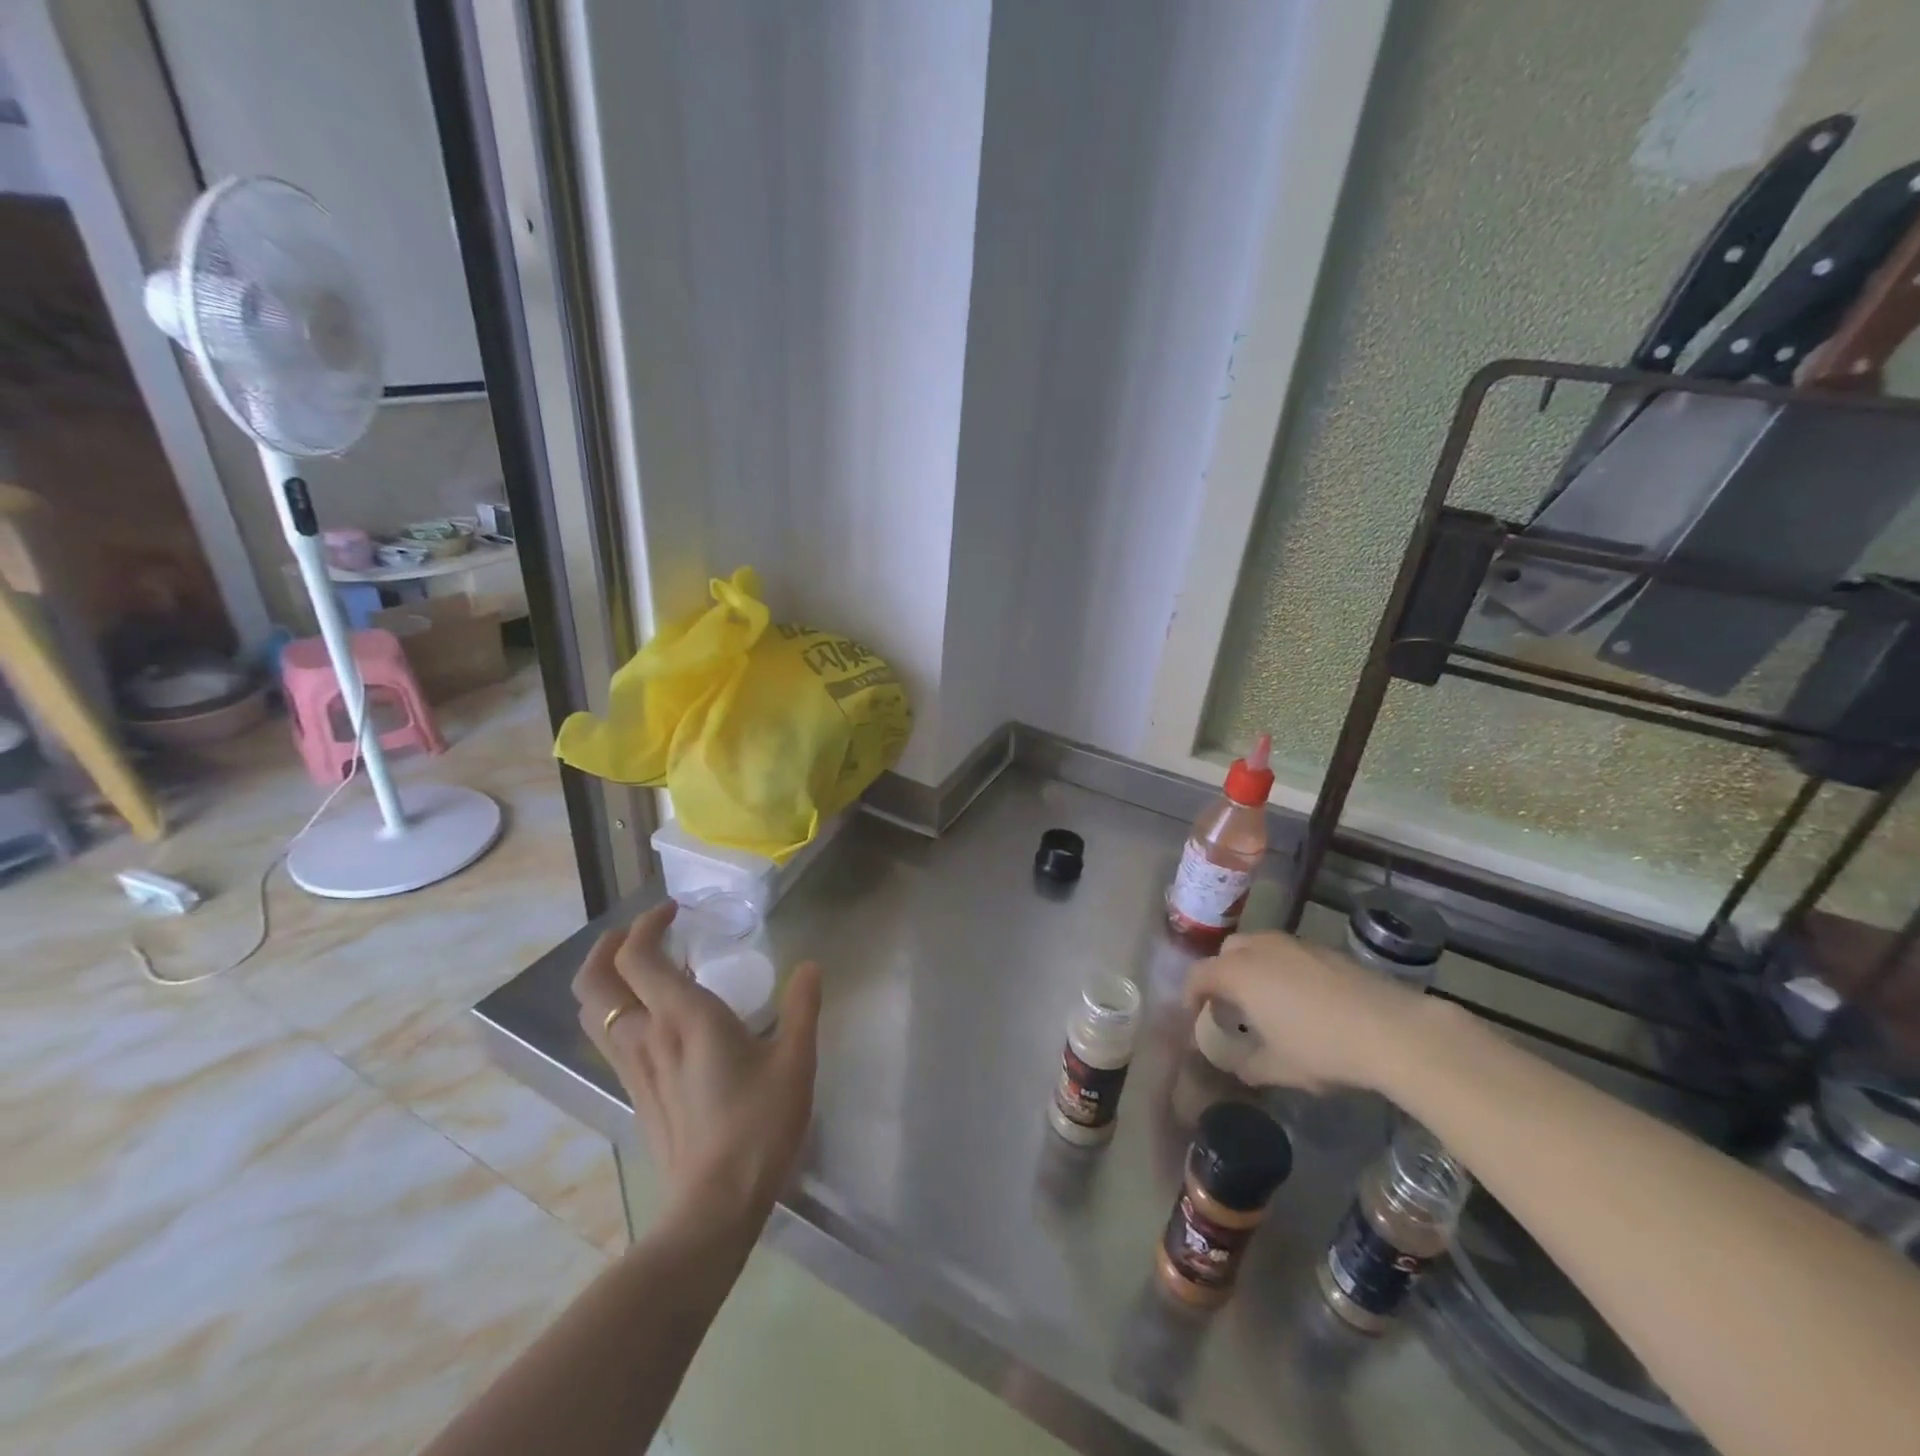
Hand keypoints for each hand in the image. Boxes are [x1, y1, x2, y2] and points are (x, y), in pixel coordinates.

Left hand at [572, 902, 822, 1226]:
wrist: (715, 1202)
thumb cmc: (758, 1124)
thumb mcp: (795, 1061)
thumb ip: (802, 1007)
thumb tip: (810, 967)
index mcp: (683, 1017)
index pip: (638, 956)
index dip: (647, 924)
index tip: (675, 912)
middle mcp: (646, 1035)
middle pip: (595, 981)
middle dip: (608, 946)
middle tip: (642, 932)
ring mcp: (633, 1067)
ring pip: (595, 1012)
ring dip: (608, 978)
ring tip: (643, 968)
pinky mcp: (635, 1092)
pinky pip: (611, 1038)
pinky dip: (620, 1010)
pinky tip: (656, 1017)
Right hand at [1184, 930, 1427, 1091]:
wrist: (1392, 1029)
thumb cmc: (1322, 1049)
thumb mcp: (1278, 1068)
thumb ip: (1246, 1065)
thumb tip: (1233, 1064)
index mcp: (1238, 973)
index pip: (1199, 975)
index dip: (1191, 995)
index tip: (1196, 1017)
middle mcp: (1260, 949)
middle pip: (1227, 952)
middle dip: (1222, 975)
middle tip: (1231, 1006)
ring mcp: (1294, 944)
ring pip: (1259, 947)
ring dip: (1252, 969)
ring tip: (1266, 1002)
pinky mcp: (1324, 950)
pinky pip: (1287, 953)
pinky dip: (1281, 969)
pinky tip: (1301, 1000)